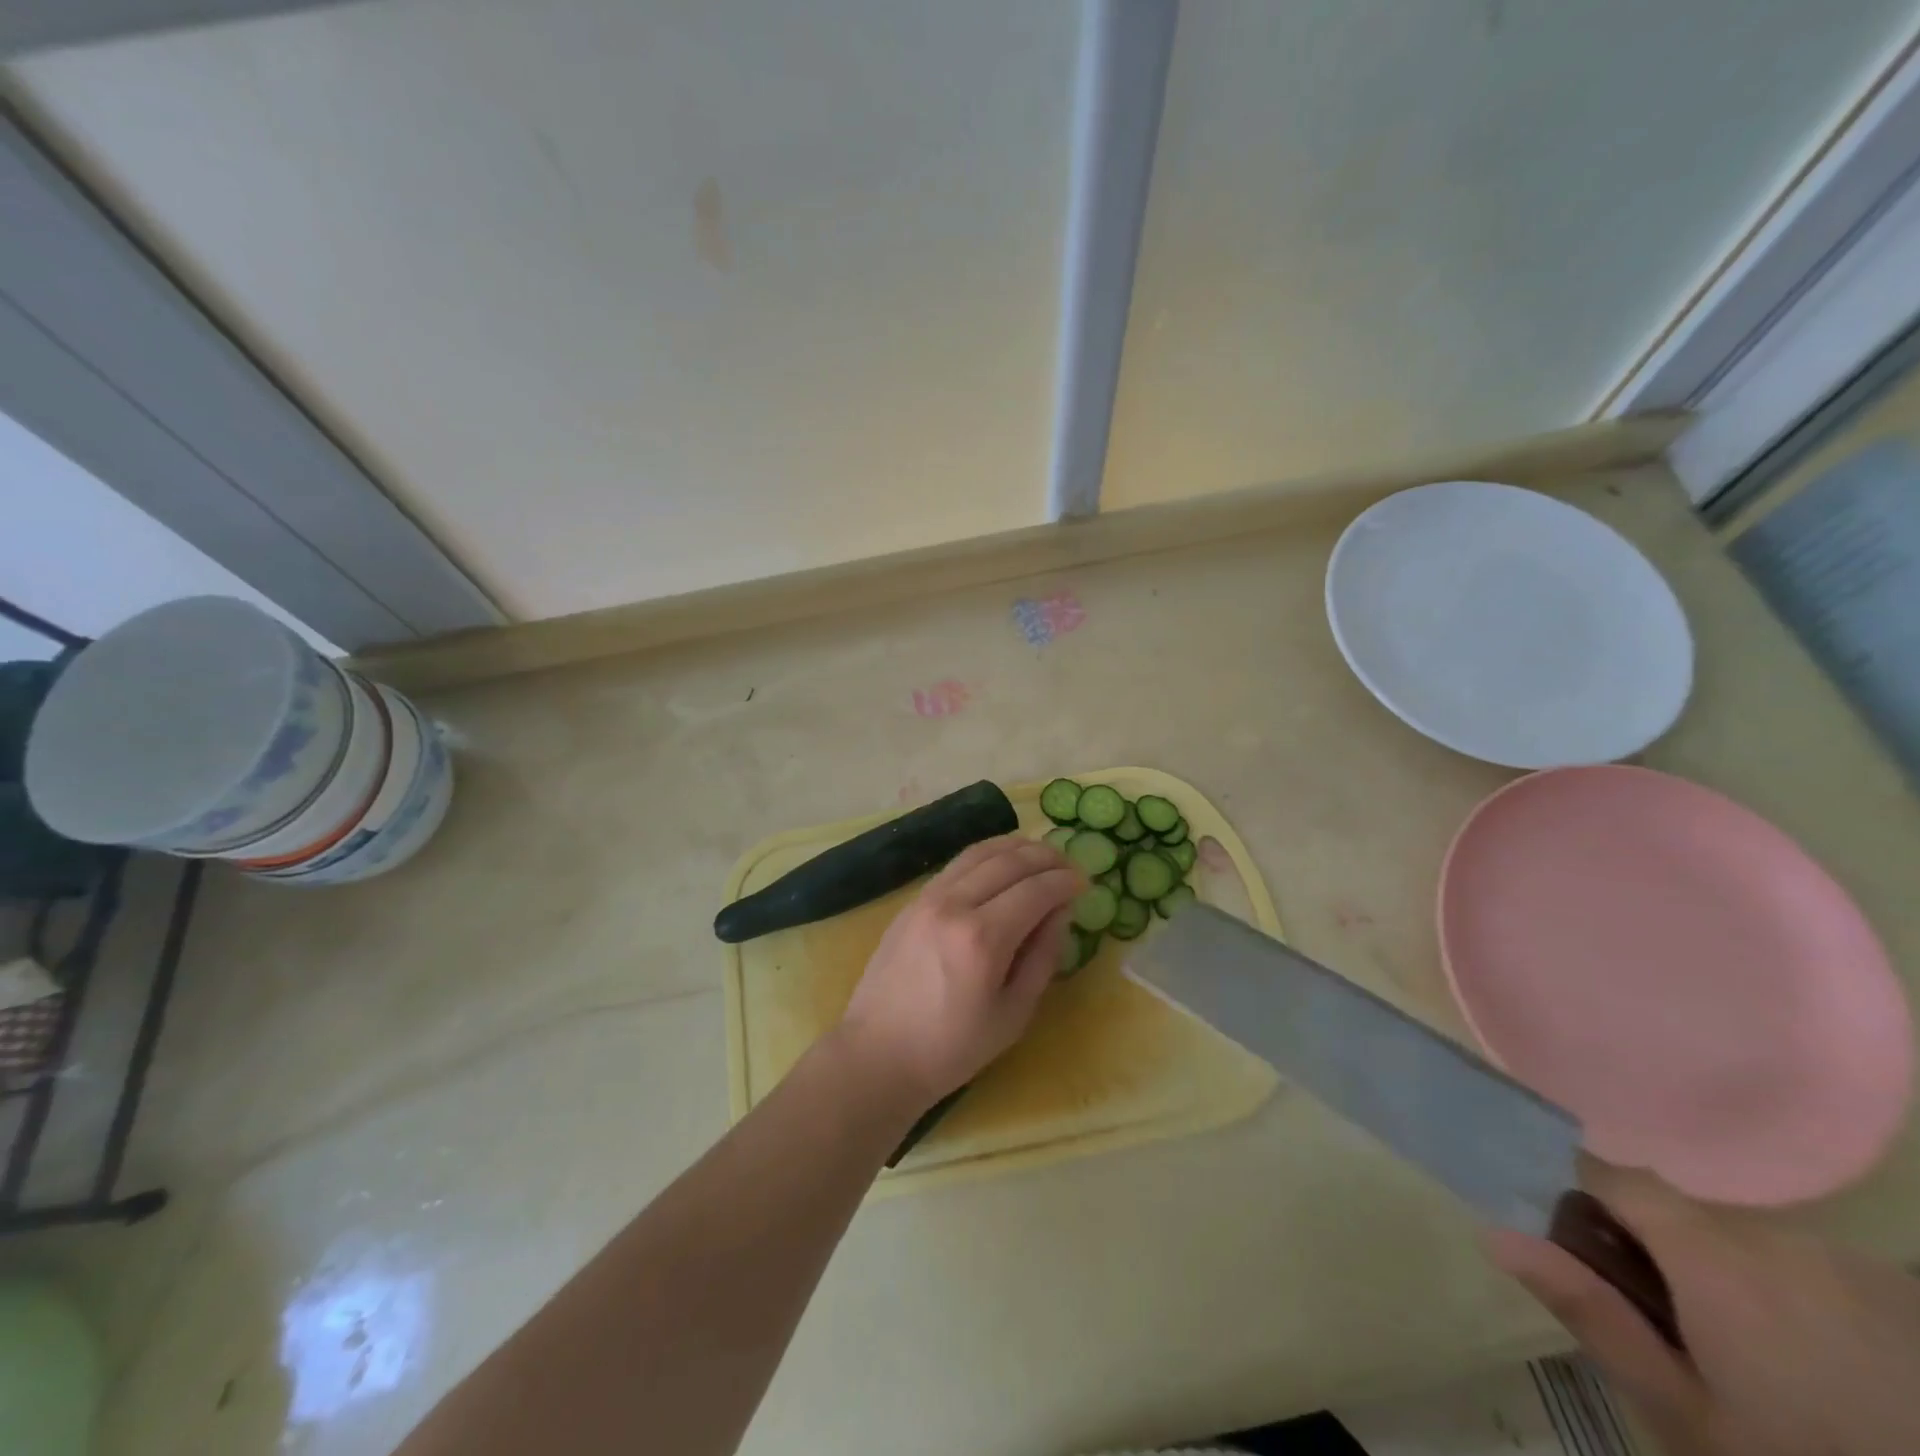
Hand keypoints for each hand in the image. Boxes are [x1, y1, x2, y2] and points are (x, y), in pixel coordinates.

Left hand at [837, 834, 1079, 1108]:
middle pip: (1009, 861)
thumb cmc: (952, 1048)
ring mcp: (928, 898)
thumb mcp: (1013, 1014)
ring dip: (1016, 847)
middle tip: (1069, 864)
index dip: (1065, 881)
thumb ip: (1043, 956)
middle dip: (1046, 857)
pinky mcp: (913, 901)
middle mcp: (955, 905)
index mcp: (983, 939)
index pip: (1035, 890)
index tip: (1085, 882)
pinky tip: (1002, 861)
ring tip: (1041, 853)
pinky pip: (957, 864)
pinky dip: (986, 854)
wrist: (878, 1053)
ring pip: (980, 852)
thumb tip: (1061, 911)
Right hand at [1485, 1162, 1919, 1455]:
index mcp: (1709, 1253)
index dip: (1584, 1198)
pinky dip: (1804, 1299)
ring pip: (1750, 1240)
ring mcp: (1854, 1264)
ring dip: (1735, 1276)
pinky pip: (1818, 1269)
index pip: (1612, 1174)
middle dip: (1665, 1253)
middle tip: (1676, 1332)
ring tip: (1760, 1361)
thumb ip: (1591, 1313)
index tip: (1583, 1251)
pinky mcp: (1903, 1294)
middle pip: (1684, 1214)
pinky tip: (1831, 1367)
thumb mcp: (1679, 1411)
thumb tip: (1496, 1235)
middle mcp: (1775, 1236)